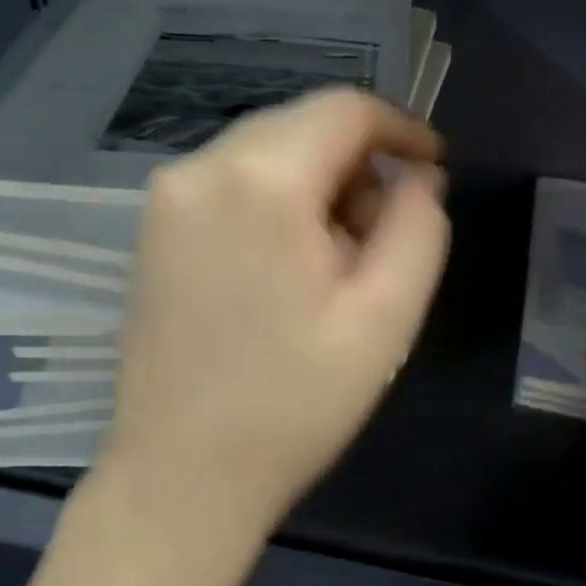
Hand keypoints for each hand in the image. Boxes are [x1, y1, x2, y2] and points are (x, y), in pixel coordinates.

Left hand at [98, 88, 449, 565]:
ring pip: (266, 151)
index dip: (401, 127)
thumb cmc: (294, 404)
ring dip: (317, 184)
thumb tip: (417, 175)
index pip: (345, 108)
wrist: (181, 476)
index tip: (433, 167)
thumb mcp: (386, 317)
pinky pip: (231, 182)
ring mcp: (166, 196)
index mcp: (261, 180)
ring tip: (337, 263)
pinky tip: (286, 266)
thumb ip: (419, 227)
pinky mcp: (152, 227)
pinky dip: (275, 201)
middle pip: (303, 125)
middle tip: (383, 237)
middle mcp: (201, 167)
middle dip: (358, 164)